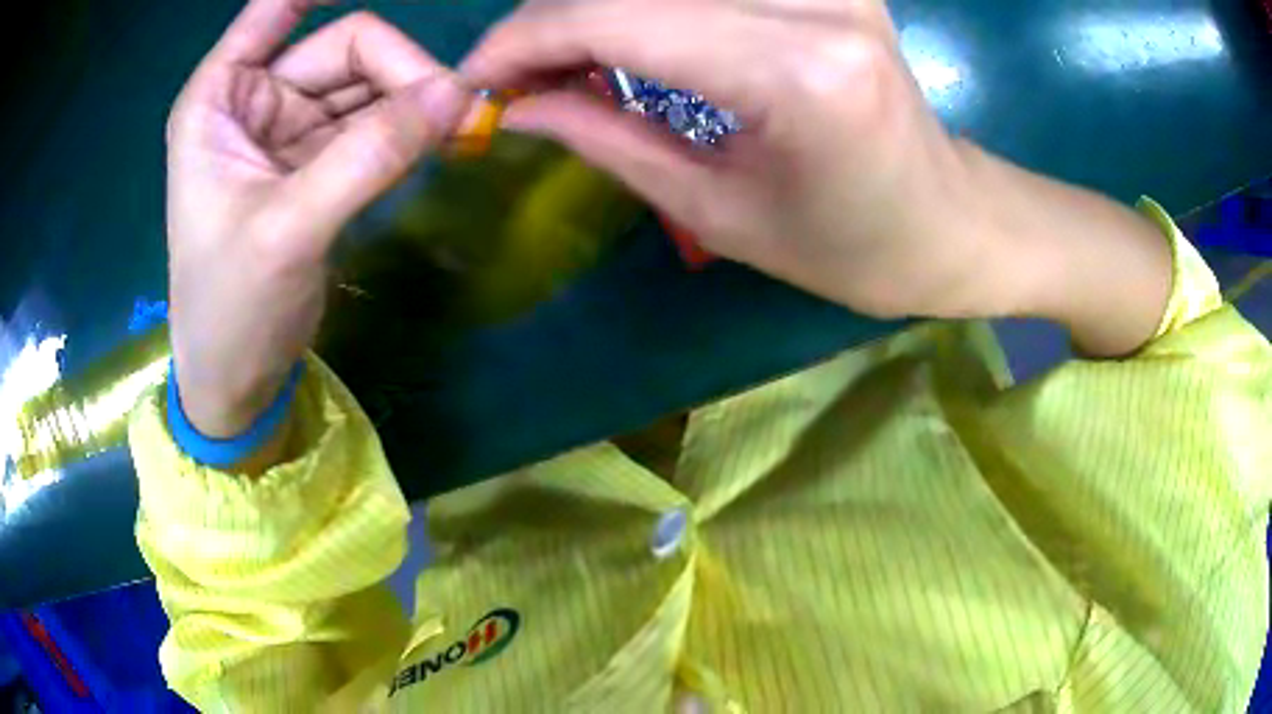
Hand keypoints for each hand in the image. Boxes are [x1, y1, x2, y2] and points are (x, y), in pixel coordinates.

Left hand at [166, 0, 471, 436]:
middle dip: (399, 69)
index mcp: (220, 97)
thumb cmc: (230, 308)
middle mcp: (255, 99)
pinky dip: (408, 130)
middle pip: (345, 47)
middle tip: (455, 109)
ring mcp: (290, 129)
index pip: (277, 7)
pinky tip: (438, 143)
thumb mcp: (287, 229)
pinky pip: (374, 124)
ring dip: (413, 100)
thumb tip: (457, 94)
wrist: (237, 379)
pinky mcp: (318, 162)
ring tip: (458, 129)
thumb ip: (367, 156)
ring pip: (368, 84)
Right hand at [462, 0, 1171, 353]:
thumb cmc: (851, 248)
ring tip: (568, 66)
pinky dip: (647, 6)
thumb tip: (512, 104)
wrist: (949, 222)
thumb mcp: (718, 212)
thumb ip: (603, 138)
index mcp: (794, 73)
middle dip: (548, 23)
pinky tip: (631, 40)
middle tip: (516, 80)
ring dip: (594, 12)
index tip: (475, 82)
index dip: (520, 41)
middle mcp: (814, 0)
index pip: (610, 15)